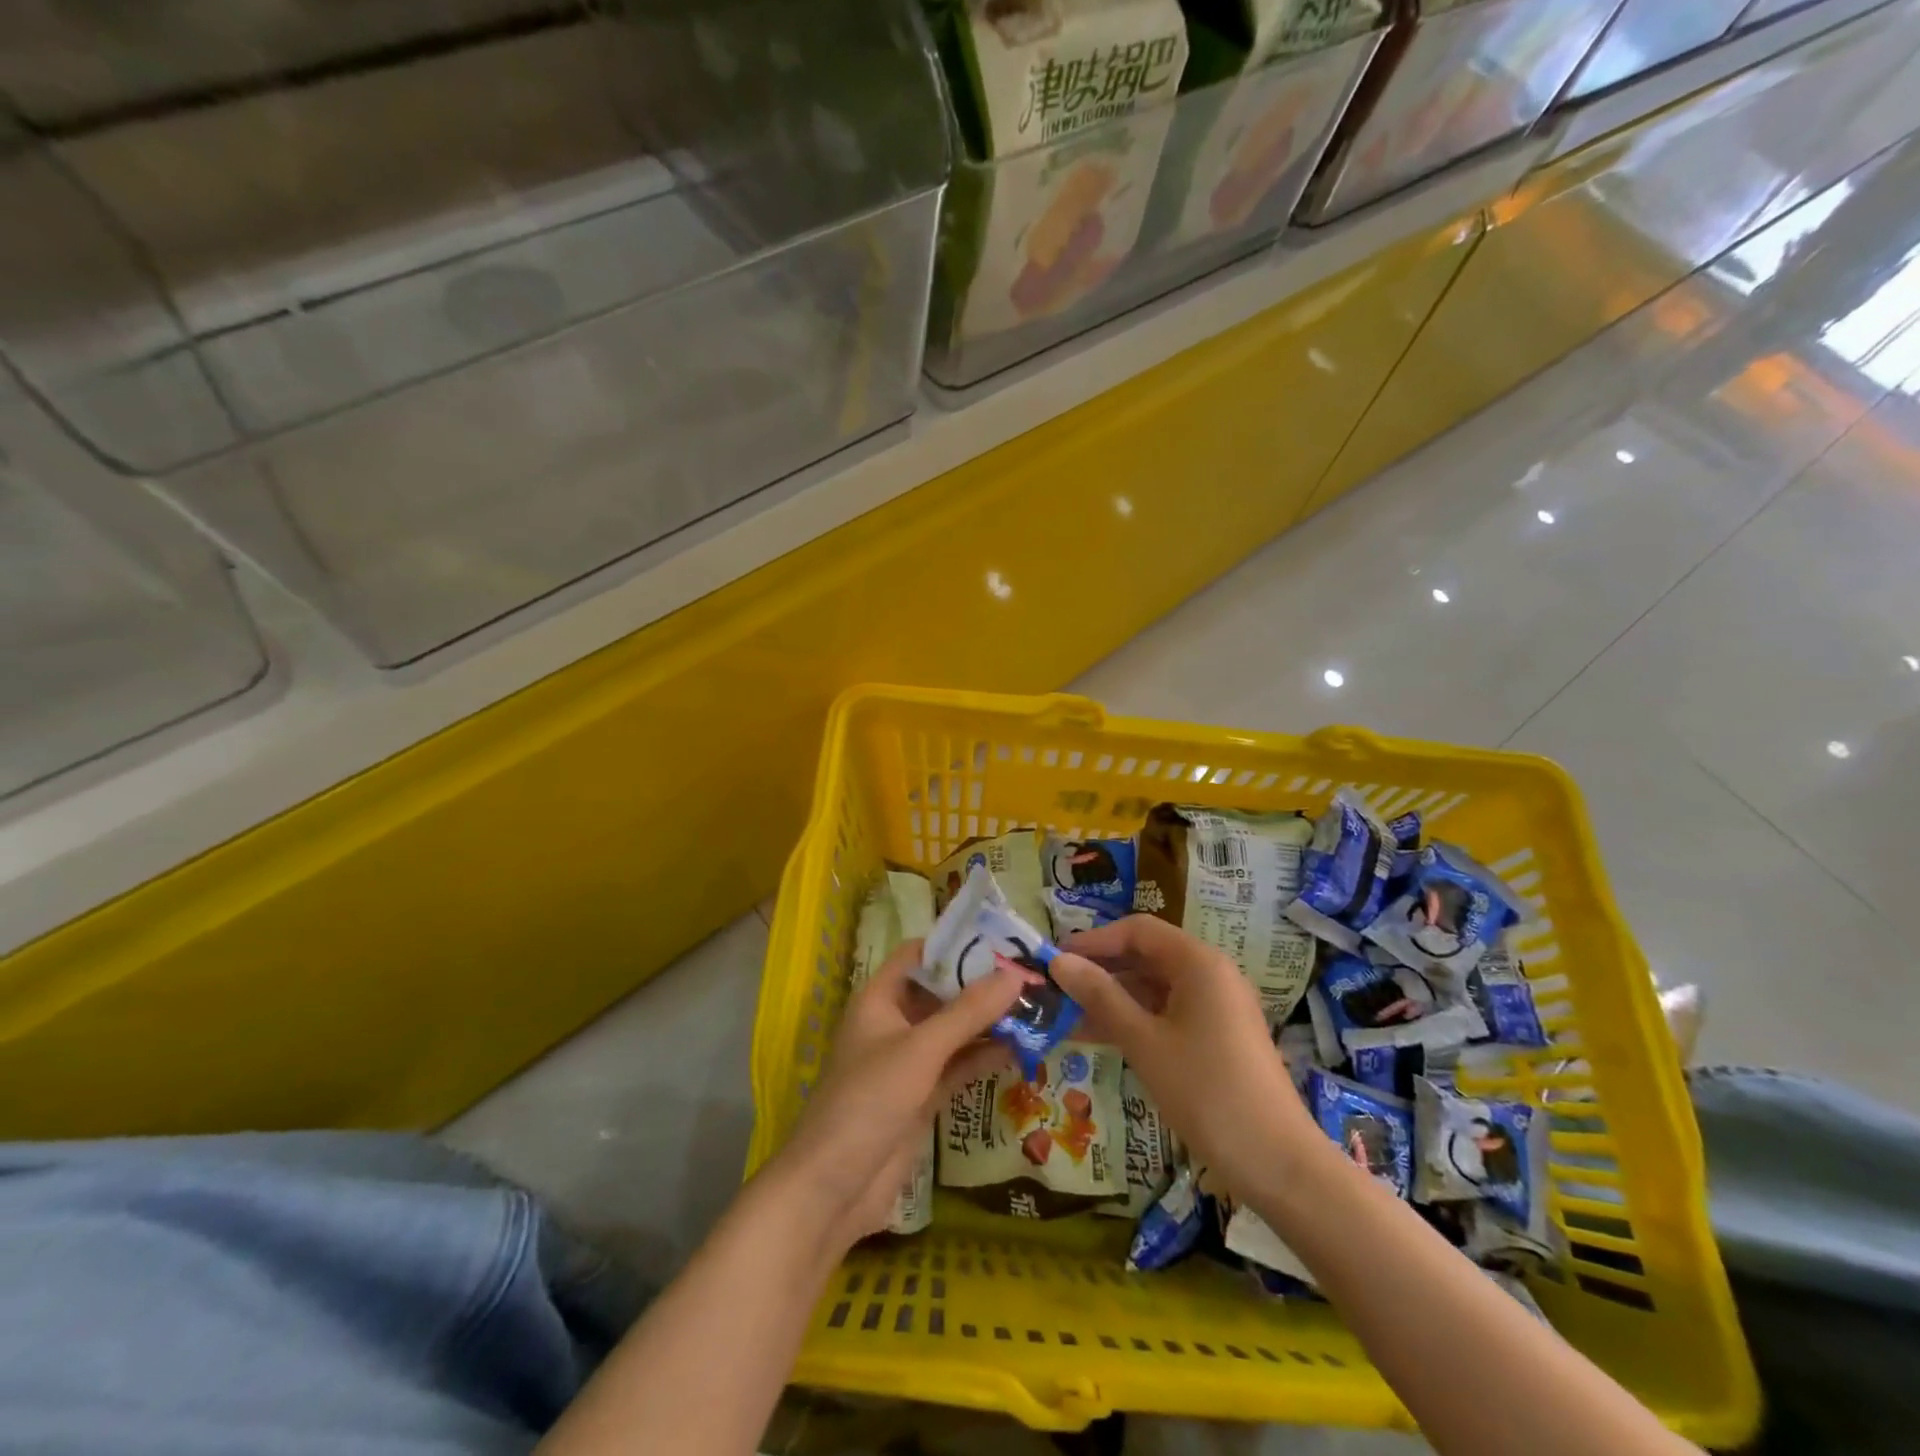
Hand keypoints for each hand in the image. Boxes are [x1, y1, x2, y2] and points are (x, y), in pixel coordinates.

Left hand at [772, 940, 1020, 1251]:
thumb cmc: (869, 1101)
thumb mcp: (921, 1049)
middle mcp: (894, 1024)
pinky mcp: (922, 1097)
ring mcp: (909, 1062)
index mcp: (879, 999)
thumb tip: (1016, 974)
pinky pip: (958, 1066)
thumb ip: (968, 1012)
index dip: (956, 945)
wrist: (834, 1190)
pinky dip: (984, 1057)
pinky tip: (1022, 1048)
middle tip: (1032, 976)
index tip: (1002, 941)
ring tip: (1037, 1008)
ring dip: (989, 1022)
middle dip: (982, 986)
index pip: (919, 956)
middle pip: (941, 993)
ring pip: (954, 1031)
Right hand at [1051, 916, 1314, 1196]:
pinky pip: (1166, 1013)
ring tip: (1064, 1015)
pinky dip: (1133, 1020)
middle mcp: (1210, 974)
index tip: (1055, 959)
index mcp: (1198, 962)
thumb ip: (1100, 996)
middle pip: (1145, 956)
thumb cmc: (1207, 1091)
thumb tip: (1058, 962)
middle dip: (1100, 970)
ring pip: (1153, 988)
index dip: (1094, 940)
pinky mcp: (1216, 1037)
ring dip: (1111, 998)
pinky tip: (1097, 1037)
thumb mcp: (1144, 1041)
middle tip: (1056, 988)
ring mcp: (1215, 1007)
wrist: (1278, 1165)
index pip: (1137, 930)